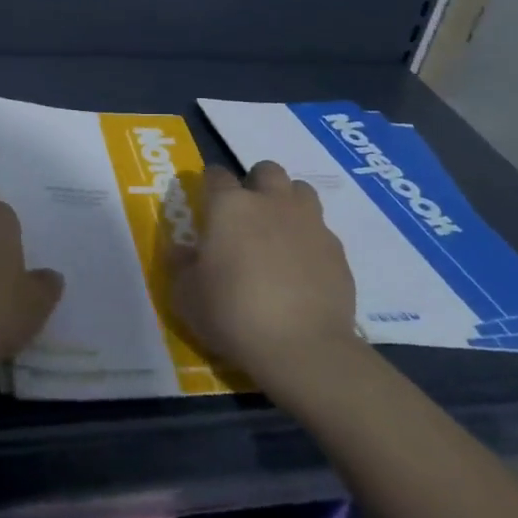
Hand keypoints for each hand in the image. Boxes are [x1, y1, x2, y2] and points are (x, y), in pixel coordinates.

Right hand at [172, 161, 361, 391]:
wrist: (303, 347)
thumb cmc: (233, 314)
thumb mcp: (187, 297)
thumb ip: (181, 267)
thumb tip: (180, 250)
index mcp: (229, 206)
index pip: (215, 174)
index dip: (210, 185)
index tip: (207, 204)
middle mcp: (271, 202)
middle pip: (266, 170)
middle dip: (256, 183)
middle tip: (247, 214)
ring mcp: (309, 222)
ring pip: (300, 190)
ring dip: (288, 202)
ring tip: (279, 232)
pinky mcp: (337, 250)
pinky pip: (321, 230)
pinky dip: (310, 239)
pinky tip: (303, 267)